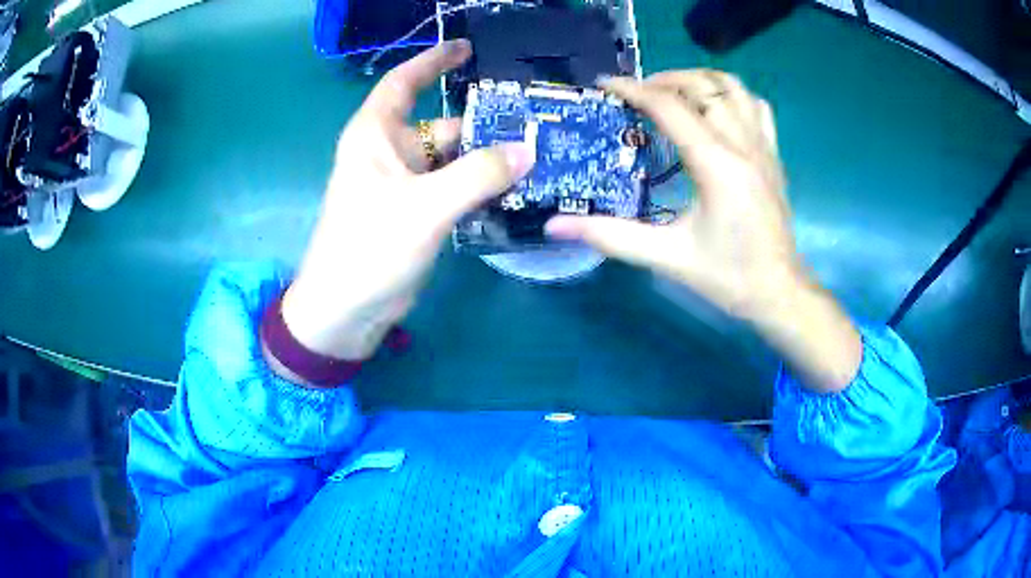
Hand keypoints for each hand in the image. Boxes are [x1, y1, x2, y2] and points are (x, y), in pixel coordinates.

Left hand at [280, 40, 533, 360]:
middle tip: (536, 122)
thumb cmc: (369, 248)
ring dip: (488, 160)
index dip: (432, 61)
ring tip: (538, 155)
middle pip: (441, 124)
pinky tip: (516, 189)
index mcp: (376, 136)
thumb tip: (527, 151)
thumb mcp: (424, 207)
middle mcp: (390, 153)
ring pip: (452, 159)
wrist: (345, 310)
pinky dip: (480, 187)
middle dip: (484, 123)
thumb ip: (477, 175)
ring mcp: (404, 185)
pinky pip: (454, 188)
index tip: (466, 48)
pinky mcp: (416, 213)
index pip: (403, 83)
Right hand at [547, 71, 861, 391]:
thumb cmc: (728, 277)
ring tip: (675, 93)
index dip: (633, 89)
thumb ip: (611, 237)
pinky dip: (732, 97)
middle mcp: (743, 144)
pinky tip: (716, 112)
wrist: (779, 292)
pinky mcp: (773, 156)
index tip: (605, 85)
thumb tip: (555, 226)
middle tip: (638, 94)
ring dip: (700, 81)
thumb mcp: (667, 258)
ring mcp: (763, 147)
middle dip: (665, 79)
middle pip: (703, 86)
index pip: (670, 107)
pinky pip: (756, 106)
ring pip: (734, 88)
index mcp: (716, 164)